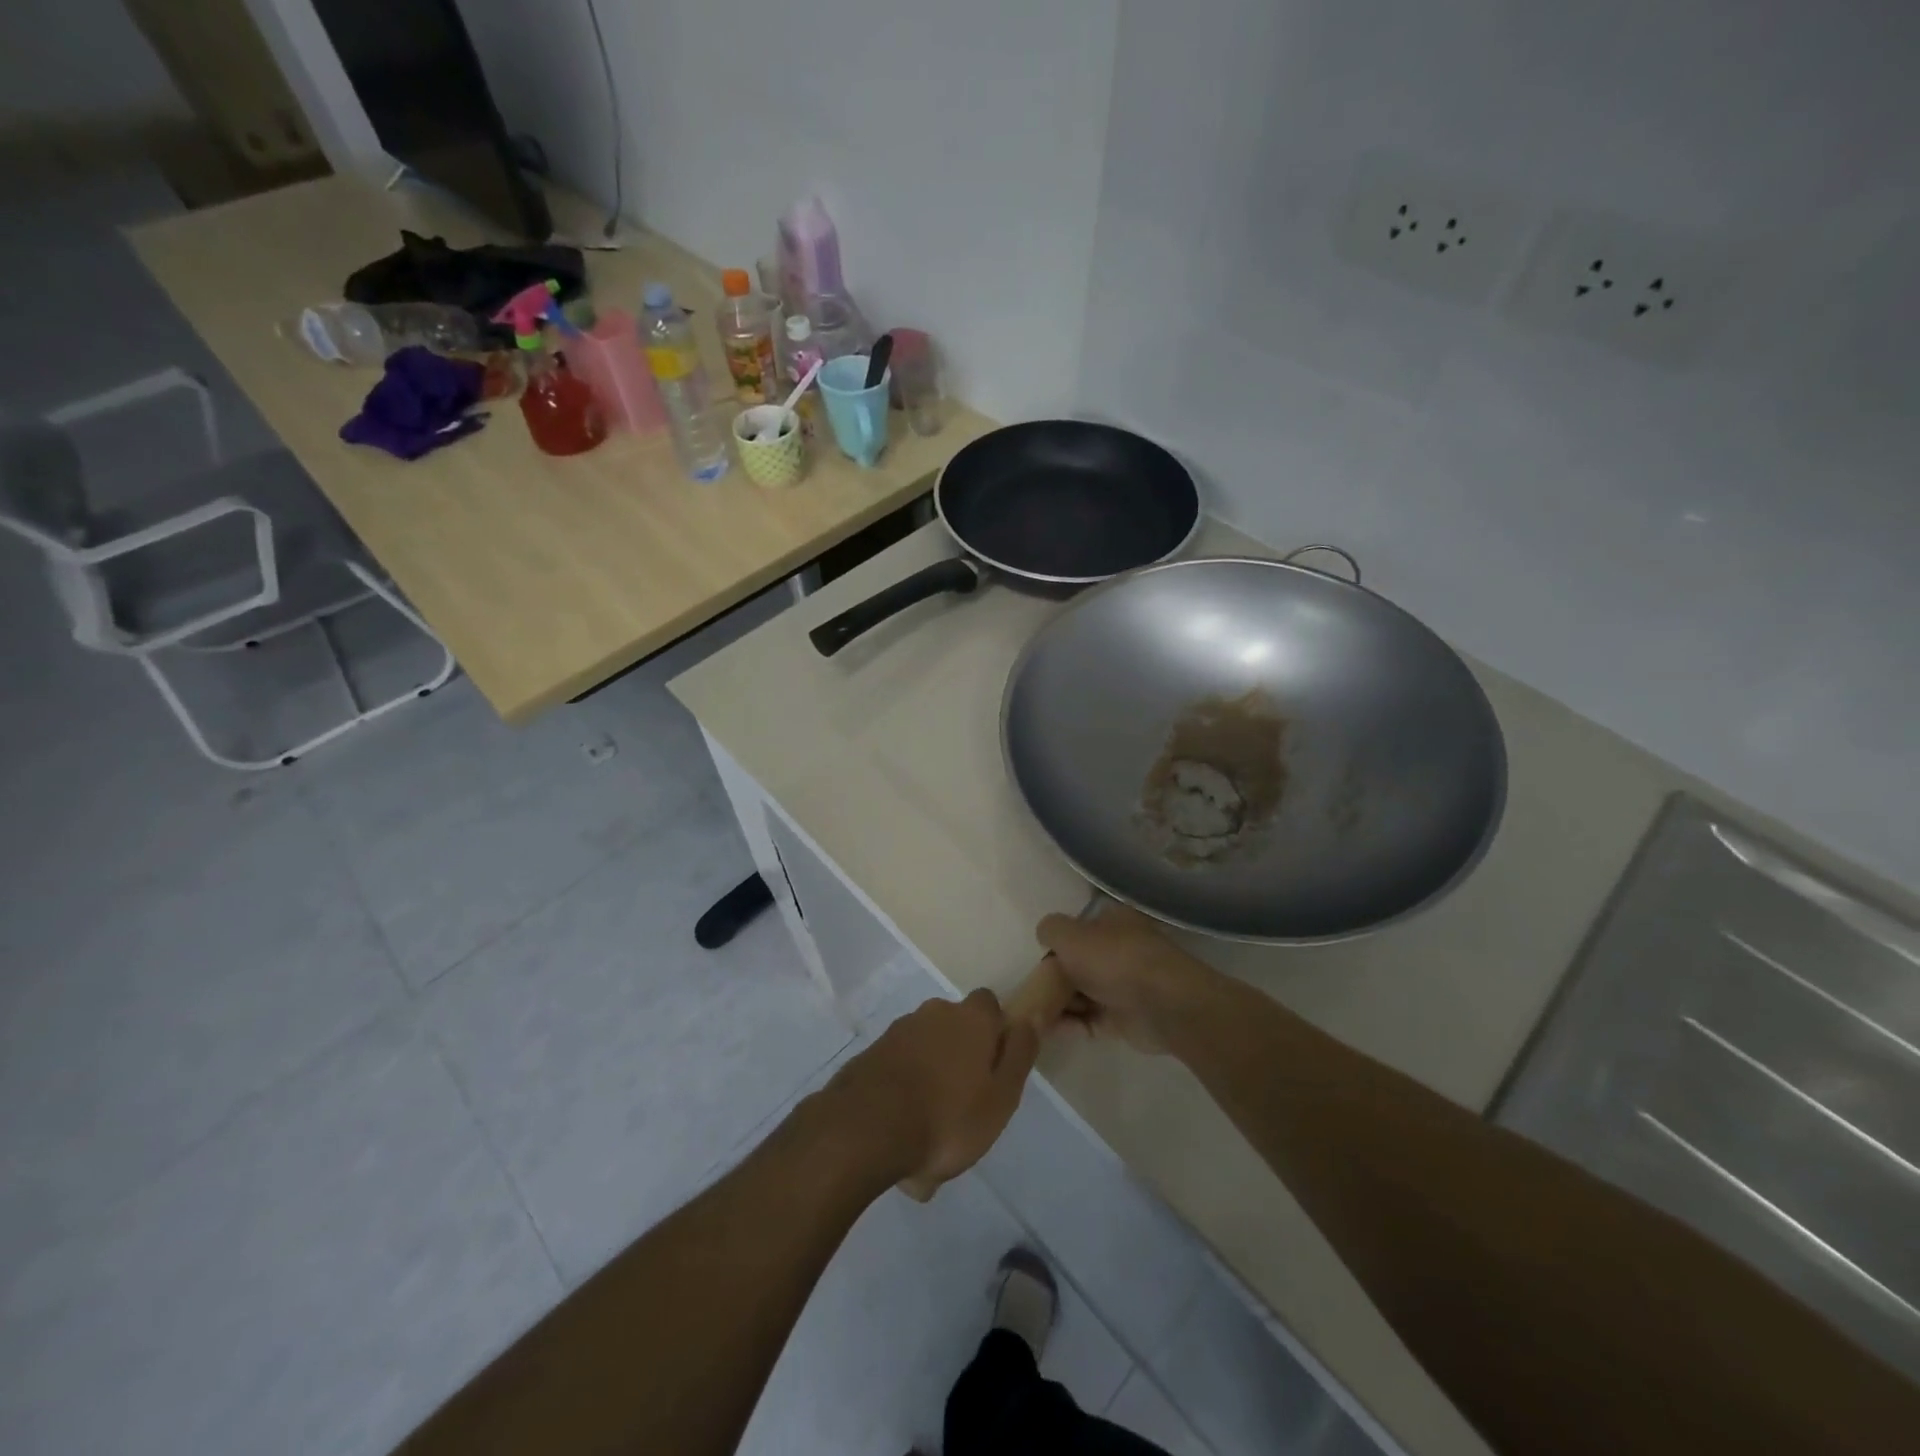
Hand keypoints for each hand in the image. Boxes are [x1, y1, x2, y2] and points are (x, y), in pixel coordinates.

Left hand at [824, 990, 1037, 1200]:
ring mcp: (899, 1031)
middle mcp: (934, 1013)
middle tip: (964, 1107)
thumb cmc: (948, 1117)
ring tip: (931, 1135)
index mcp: (971, 1018)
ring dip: (931, 1081)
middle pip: (955, 1029)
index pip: (990, 1006)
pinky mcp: (872, 1054)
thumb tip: (1031, 1016)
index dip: (995, 1033)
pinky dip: (905, 1094)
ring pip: (926, 1052)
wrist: (866, 1129)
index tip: (995, 1068)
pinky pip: (900, 1071)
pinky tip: (903, 1137)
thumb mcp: (1001, 1095)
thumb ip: (1019, 1054)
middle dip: (960, 1059)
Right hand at [1037, 903, 1219, 1053]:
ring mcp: (1123, 986)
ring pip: (1083, 993)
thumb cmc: (1114, 959)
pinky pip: (1089, 1021)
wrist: (1162, 1004)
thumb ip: (1051, 930)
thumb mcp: (1070, 934)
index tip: (1035, 957)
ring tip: (1030, 1012)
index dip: (1058, 941)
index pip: (1079, 928)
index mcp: (1113, 922)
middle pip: (1079, 963)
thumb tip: (1045, 936)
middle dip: (1055, 976)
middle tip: (1029, 988)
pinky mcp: (1124, 1020)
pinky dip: (1070, 1024)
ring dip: (1059, 1003)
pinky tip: (1045, 1030)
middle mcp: (1119, 951)